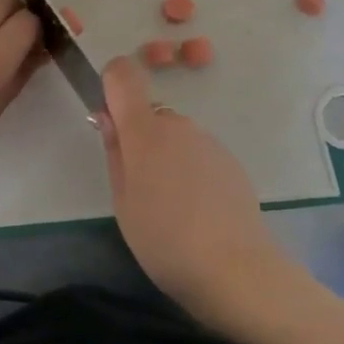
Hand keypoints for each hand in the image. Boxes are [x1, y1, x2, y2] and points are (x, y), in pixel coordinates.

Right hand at [98, 56, 294, 317]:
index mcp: (144, 130)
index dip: (112, 84)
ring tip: (172, 207)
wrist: (235, 268)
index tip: (109, 119)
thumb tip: (108, 118)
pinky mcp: (230, 159)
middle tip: (140, 188)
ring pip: (175, 136)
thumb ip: (115, 153)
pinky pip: (198, 153)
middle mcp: (177, 124)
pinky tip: (198, 211)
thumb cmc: (164, 240)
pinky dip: (192, 171)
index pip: (123, 75)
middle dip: (140, 139)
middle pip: (150, 114)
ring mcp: (208, 140)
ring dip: (167, 158)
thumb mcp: (123, 203)